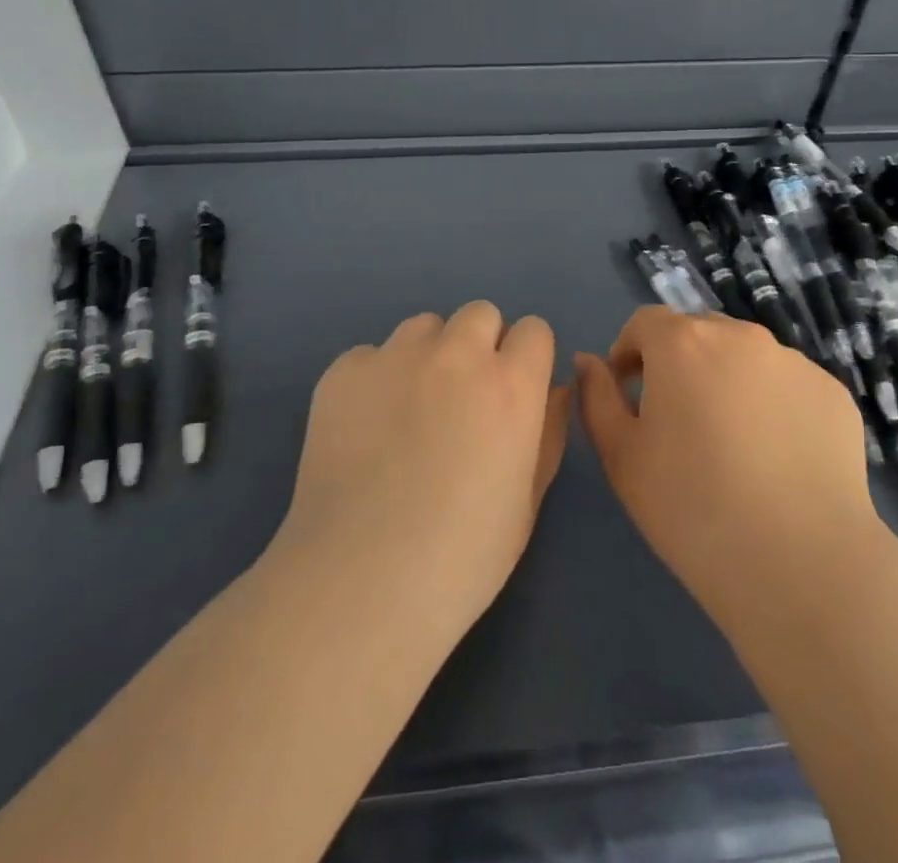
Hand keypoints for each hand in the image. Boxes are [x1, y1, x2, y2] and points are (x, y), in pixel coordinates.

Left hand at [270, 301, 571, 646]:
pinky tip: (365, 429)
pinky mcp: (344, 371)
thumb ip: (549, 433)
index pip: (533, 330)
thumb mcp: (527, 501)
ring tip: (408, 411)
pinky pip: (371, 355)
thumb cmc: (462, 556)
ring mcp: (395, 356)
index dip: (526, 359)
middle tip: (462, 399)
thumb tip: (553, 389)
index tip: (512, 393)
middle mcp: (456, 354)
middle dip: (479, 345)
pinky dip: (376, 380)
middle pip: (479, 314)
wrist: (360, 582)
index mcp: (510, 384)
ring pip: (424, 327)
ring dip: (428, 355)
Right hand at [576, 307, 879, 633]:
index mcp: (683, 342)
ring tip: (733, 443)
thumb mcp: (620, 455)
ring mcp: (793, 362)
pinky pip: (788, 385)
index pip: (645, 322)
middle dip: (680, 363)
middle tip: (679, 421)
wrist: (799, 562)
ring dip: (728, 381)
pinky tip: (776, 458)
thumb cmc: (691, 506)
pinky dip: (773, 405)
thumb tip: (589, 362)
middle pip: (698, 333)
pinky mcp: (833, 394)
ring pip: (746, 357)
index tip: (629, 393)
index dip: (629, 352)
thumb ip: (596, 397)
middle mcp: (740, 336)